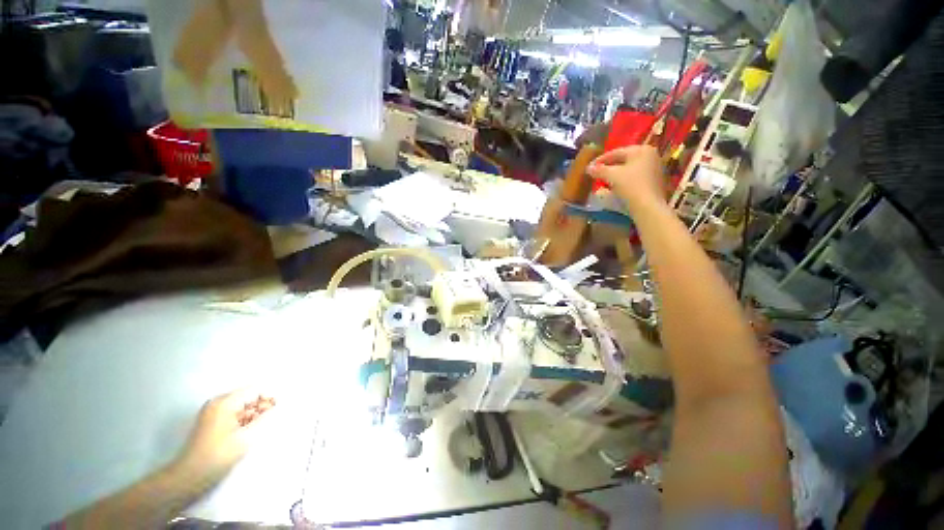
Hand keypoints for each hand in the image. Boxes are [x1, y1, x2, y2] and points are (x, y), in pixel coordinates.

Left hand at [174, 390, 277, 478]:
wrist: (189, 477)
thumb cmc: (218, 456)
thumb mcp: (246, 437)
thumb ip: (265, 418)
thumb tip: (277, 405)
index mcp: (225, 402)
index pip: (255, 389)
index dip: (268, 398)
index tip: (275, 412)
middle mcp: (217, 402)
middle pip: (247, 396)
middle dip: (260, 407)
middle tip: (266, 423)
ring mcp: (211, 411)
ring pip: (241, 405)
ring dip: (251, 415)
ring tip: (253, 431)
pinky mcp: (210, 421)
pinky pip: (232, 413)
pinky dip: (242, 420)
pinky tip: (243, 434)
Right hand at [587, 145, 665, 208]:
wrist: (648, 206)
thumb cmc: (631, 186)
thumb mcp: (611, 176)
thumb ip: (599, 170)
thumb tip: (588, 168)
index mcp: (641, 150)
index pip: (616, 152)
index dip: (600, 160)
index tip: (590, 167)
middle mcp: (650, 155)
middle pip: (624, 160)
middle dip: (608, 167)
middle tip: (596, 173)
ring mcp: (654, 168)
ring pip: (629, 168)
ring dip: (616, 174)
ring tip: (604, 180)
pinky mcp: (655, 181)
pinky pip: (635, 176)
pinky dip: (624, 180)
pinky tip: (616, 187)